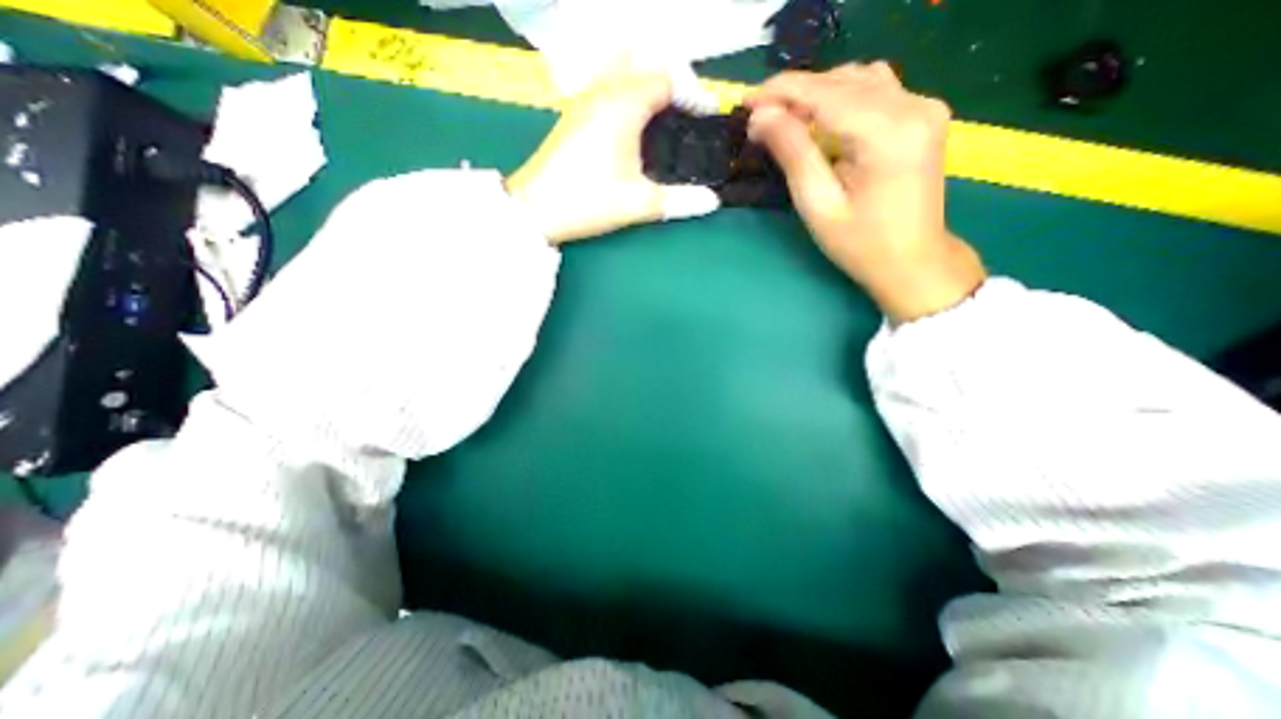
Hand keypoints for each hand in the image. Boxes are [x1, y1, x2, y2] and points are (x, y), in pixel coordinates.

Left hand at [508, 70, 718, 243]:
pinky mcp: (573, 115)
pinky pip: (607, 86)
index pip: (667, 77)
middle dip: (672, 79)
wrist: (535, 210)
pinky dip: (629, 93)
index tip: (707, 117)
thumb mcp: (639, 203)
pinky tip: (634, 125)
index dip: (693, 93)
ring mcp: (583, 100)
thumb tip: (712, 201)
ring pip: (622, 69)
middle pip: (645, 62)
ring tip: (664, 115)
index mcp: (623, 103)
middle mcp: (602, 90)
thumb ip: (680, 200)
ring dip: (647, 83)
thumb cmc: (588, 202)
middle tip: (687, 111)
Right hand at [748, 65, 981, 322]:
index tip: (744, 101)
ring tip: (785, 120)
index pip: (825, 93)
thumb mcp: (818, 204)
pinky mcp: (922, 115)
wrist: (912, 260)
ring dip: (816, 94)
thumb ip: (792, 154)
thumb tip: (761, 116)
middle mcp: (914, 106)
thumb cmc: (861, 244)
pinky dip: (840, 98)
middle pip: (842, 81)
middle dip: (794, 94)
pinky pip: (875, 90)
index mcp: (888, 132)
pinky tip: (820, 120)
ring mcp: (923, 107)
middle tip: (758, 118)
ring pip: (858, 79)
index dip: (780, 92)